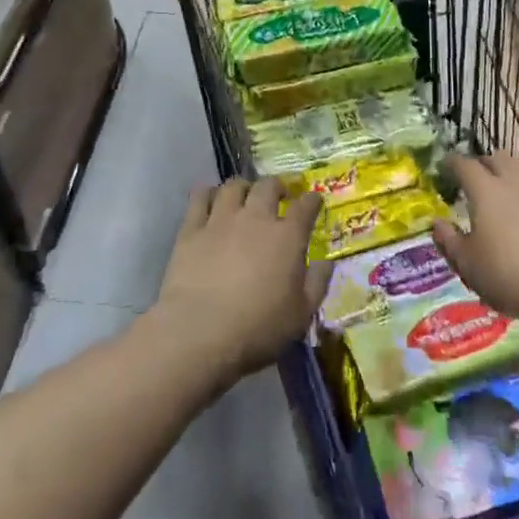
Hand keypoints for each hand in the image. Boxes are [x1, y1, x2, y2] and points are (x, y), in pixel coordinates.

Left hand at [148, 179, 329, 389]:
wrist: (200, 332)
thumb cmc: (257, 329)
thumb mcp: (300, 315)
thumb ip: (317, 284)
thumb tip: (326, 262)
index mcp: (287, 237)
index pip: (305, 206)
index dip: (312, 200)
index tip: (314, 201)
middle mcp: (255, 217)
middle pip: (268, 186)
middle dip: (277, 186)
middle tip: (278, 195)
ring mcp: (221, 219)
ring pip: (234, 186)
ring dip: (243, 187)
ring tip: (244, 196)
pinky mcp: (192, 228)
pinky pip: (200, 197)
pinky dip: (208, 194)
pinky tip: (211, 200)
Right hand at [431, 154, 518, 332]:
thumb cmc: (515, 278)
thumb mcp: (471, 269)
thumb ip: (449, 242)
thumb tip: (437, 223)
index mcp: (486, 190)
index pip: (463, 164)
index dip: (451, 164)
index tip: (445, 168)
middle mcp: (516, 178)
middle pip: (496, 157)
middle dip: (484, 165)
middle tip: (478, 182)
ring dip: (513, 174)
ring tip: (511, 193)